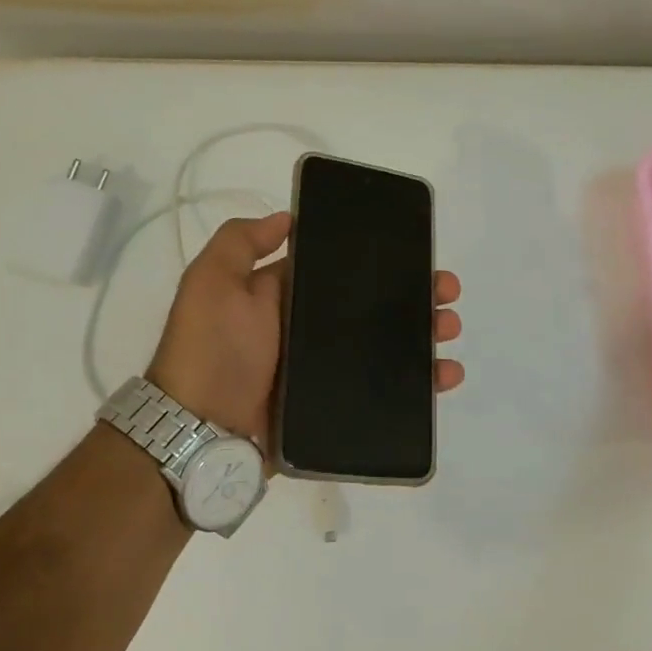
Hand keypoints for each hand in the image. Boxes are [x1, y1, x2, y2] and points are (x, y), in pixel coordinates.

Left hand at [146, 211, 466, 447]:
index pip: (342, 273)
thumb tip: (287, 218)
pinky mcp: (335, 408)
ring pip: (385, 348)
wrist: (201, 432)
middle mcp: (307, 331)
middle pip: (372, 309)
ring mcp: (323, 372)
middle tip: (447, 295)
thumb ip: (241, 243)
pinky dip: (418, 385)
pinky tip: (444, 376)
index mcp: (284, 298)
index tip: (417, 256)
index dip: (380, 263)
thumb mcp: (212, 282)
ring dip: (423, 336)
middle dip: (413, 297)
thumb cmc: (212, 350)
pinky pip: (383, 392)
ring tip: (449, 330)